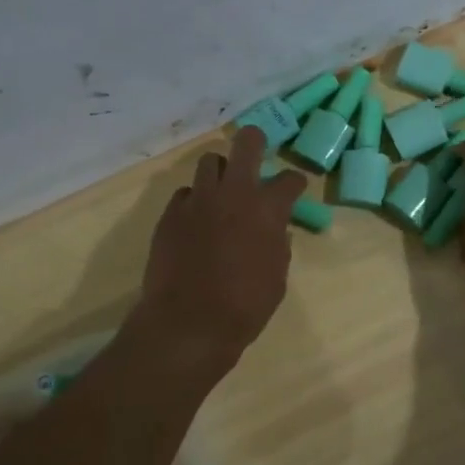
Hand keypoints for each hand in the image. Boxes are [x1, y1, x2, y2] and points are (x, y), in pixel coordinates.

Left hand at [135, 124, 305, 362]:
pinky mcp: (170, 214)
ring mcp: (198, 200)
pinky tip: (196, 220)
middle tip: (256, 151)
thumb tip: (276, 232)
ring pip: (209, 161)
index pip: (290, 179)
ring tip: (222, 189)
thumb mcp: (277, 277)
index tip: (293, 189)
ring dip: (220, 171)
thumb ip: (278, 246)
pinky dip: (194, 201)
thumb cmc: (245, 306)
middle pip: (246, 143)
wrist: (188, 323)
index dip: (295, 182)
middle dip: (254, 141)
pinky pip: (185, 193)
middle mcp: (234, 194)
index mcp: (268, 209)